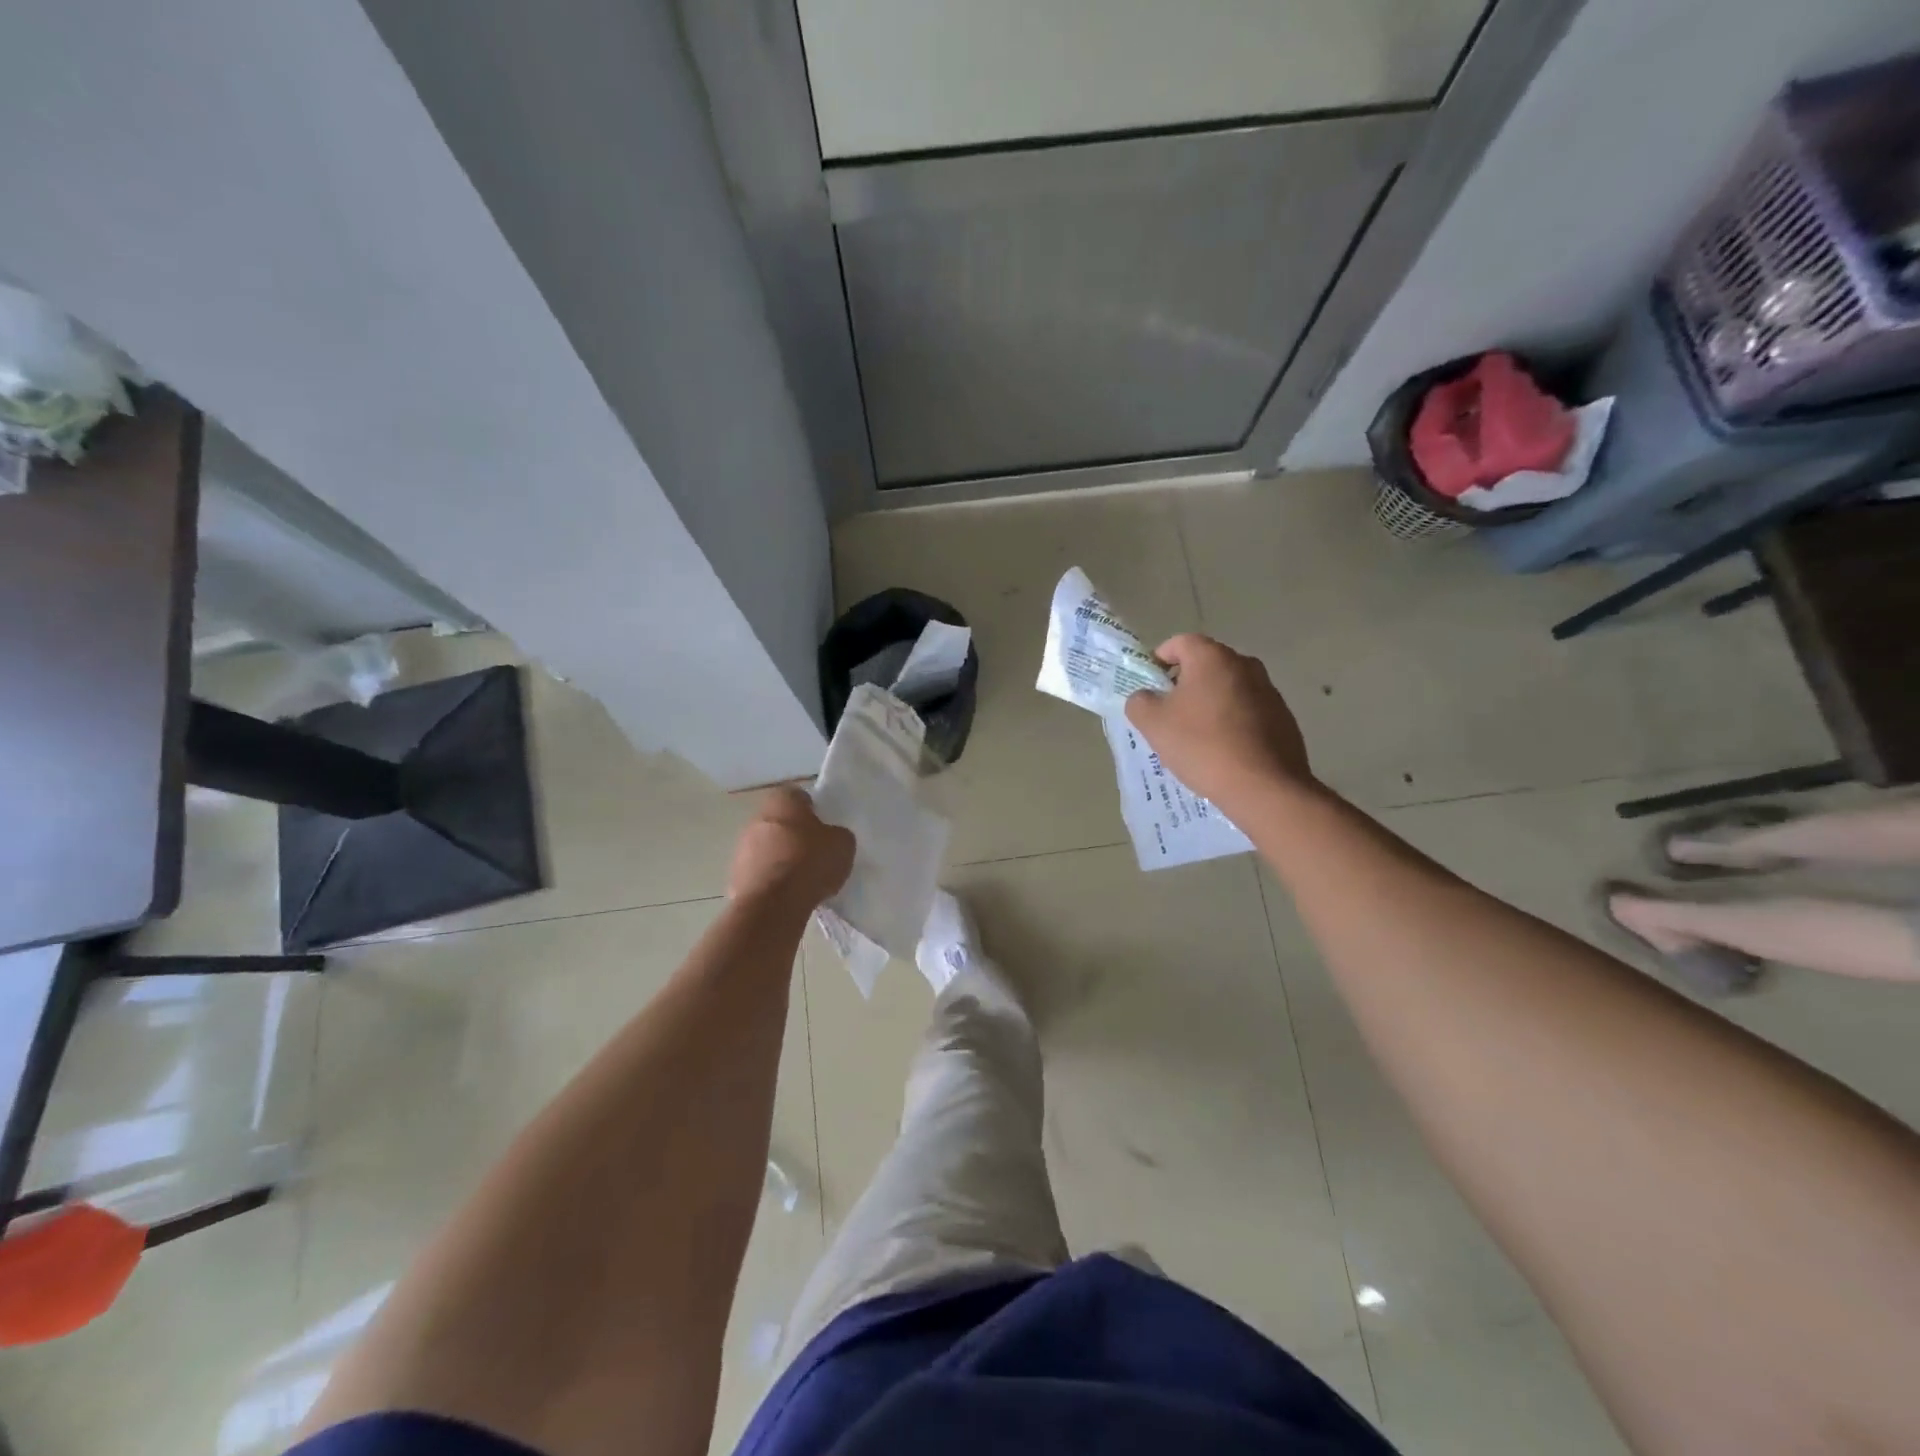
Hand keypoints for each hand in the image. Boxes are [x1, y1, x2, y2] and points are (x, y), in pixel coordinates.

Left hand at [727, 786, 854, 911]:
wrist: (774, 904)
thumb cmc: (810, 862)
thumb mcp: (843, 844)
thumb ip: (837, 834)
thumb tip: (832, 837)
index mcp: (783, 801)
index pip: (799, 796)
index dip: (813, 810)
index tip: (824, 827)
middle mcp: (757, 817)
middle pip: (780, 821)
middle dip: (795, 834)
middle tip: (814, 852)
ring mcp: (741, 847)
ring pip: (766, 846)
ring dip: (780, 857)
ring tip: (801, 877)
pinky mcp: (735, 875)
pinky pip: (759, 872)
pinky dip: (770, 879)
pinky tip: (787, 893)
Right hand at [1124, 634, 1312, 810]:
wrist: (1264, 787)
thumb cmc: (1202, 746)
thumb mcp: (1153, 724)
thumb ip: (1139, 701)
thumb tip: (1145, 697)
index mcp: (1212, 657)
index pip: (1178, 643)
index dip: (1158, 661)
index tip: (1150, 689)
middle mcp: (1244, 664)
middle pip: (1204, 665)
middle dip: (1184, 685)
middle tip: (1169, 715)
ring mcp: (1268, 690)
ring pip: (1227, 688)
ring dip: (1209, 704)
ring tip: (1197, 738)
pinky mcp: (1283, 716)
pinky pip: (1247, 710)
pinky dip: (1232, 722)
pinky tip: (1224, 751)